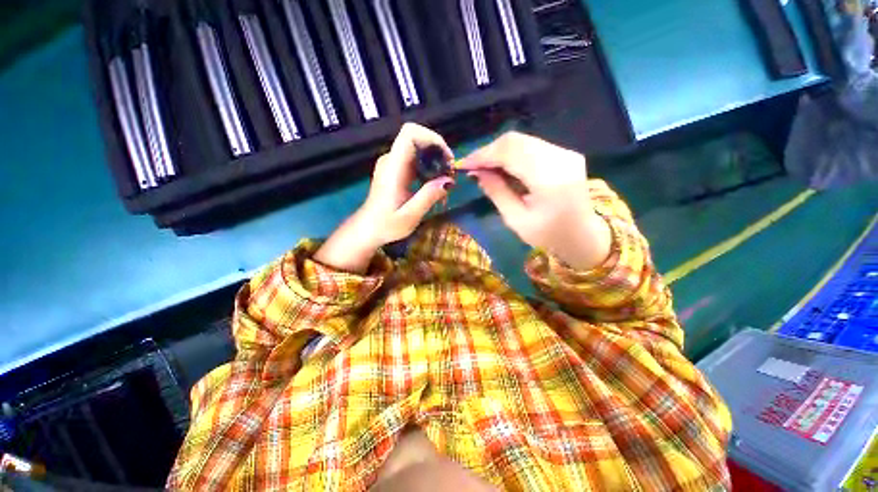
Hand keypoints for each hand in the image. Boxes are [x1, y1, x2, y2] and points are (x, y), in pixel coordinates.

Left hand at [315, 123, 455, 272]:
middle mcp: (391, 159)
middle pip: (418, 139)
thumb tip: (449, 181)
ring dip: (435, 161)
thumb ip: (428, 196)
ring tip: (444, 182)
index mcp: (393, 167)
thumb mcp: (410, 215)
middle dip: (438, 152)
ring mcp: (392, 163)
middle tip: (449, 175)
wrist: (367, 230)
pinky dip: (428, 168)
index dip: (432, 138)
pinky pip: (415, 160)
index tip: (447, 159)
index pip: (410, 133)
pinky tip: (433, 185)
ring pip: (418, 149)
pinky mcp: (395, 170)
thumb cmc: (386, 225)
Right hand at [459, 131, 611, 269]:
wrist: (584, 236)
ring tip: (484, 168)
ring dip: (499, 152)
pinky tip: (503, 167)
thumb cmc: (548, 235)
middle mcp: (560, 157)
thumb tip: (476, 173)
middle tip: (472, 167)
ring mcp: (565, 152)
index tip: (463, 164)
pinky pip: (531, 145)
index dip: (483, 155)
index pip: (510, 152)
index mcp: (549, 178)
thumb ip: (496, 192)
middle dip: (489, 151)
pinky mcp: (565, 153)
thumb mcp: (516, 219)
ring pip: (522, 140)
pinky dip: (512, 154)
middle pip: (515, 141)